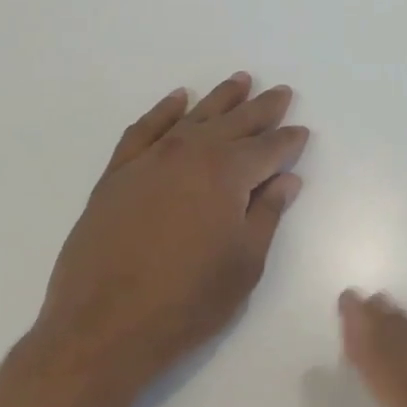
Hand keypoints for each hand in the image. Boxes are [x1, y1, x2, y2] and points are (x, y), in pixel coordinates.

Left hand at [32, 73, 307, 400]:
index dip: (288, 141)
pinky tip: (178, 99)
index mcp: (227, 174)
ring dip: (219, 99)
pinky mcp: (117, 174)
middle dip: (261, 109)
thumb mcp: (244, 263)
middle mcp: (190, 154)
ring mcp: (149, 160)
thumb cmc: (188, 302)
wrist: (104, 326)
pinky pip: (144, 130)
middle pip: (234, 123)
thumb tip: (286, 179)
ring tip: (240, 80)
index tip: (301, 131)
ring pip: (192, 118)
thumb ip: (267, 214)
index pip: (268, 149)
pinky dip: (163, 111)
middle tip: (280, 93)